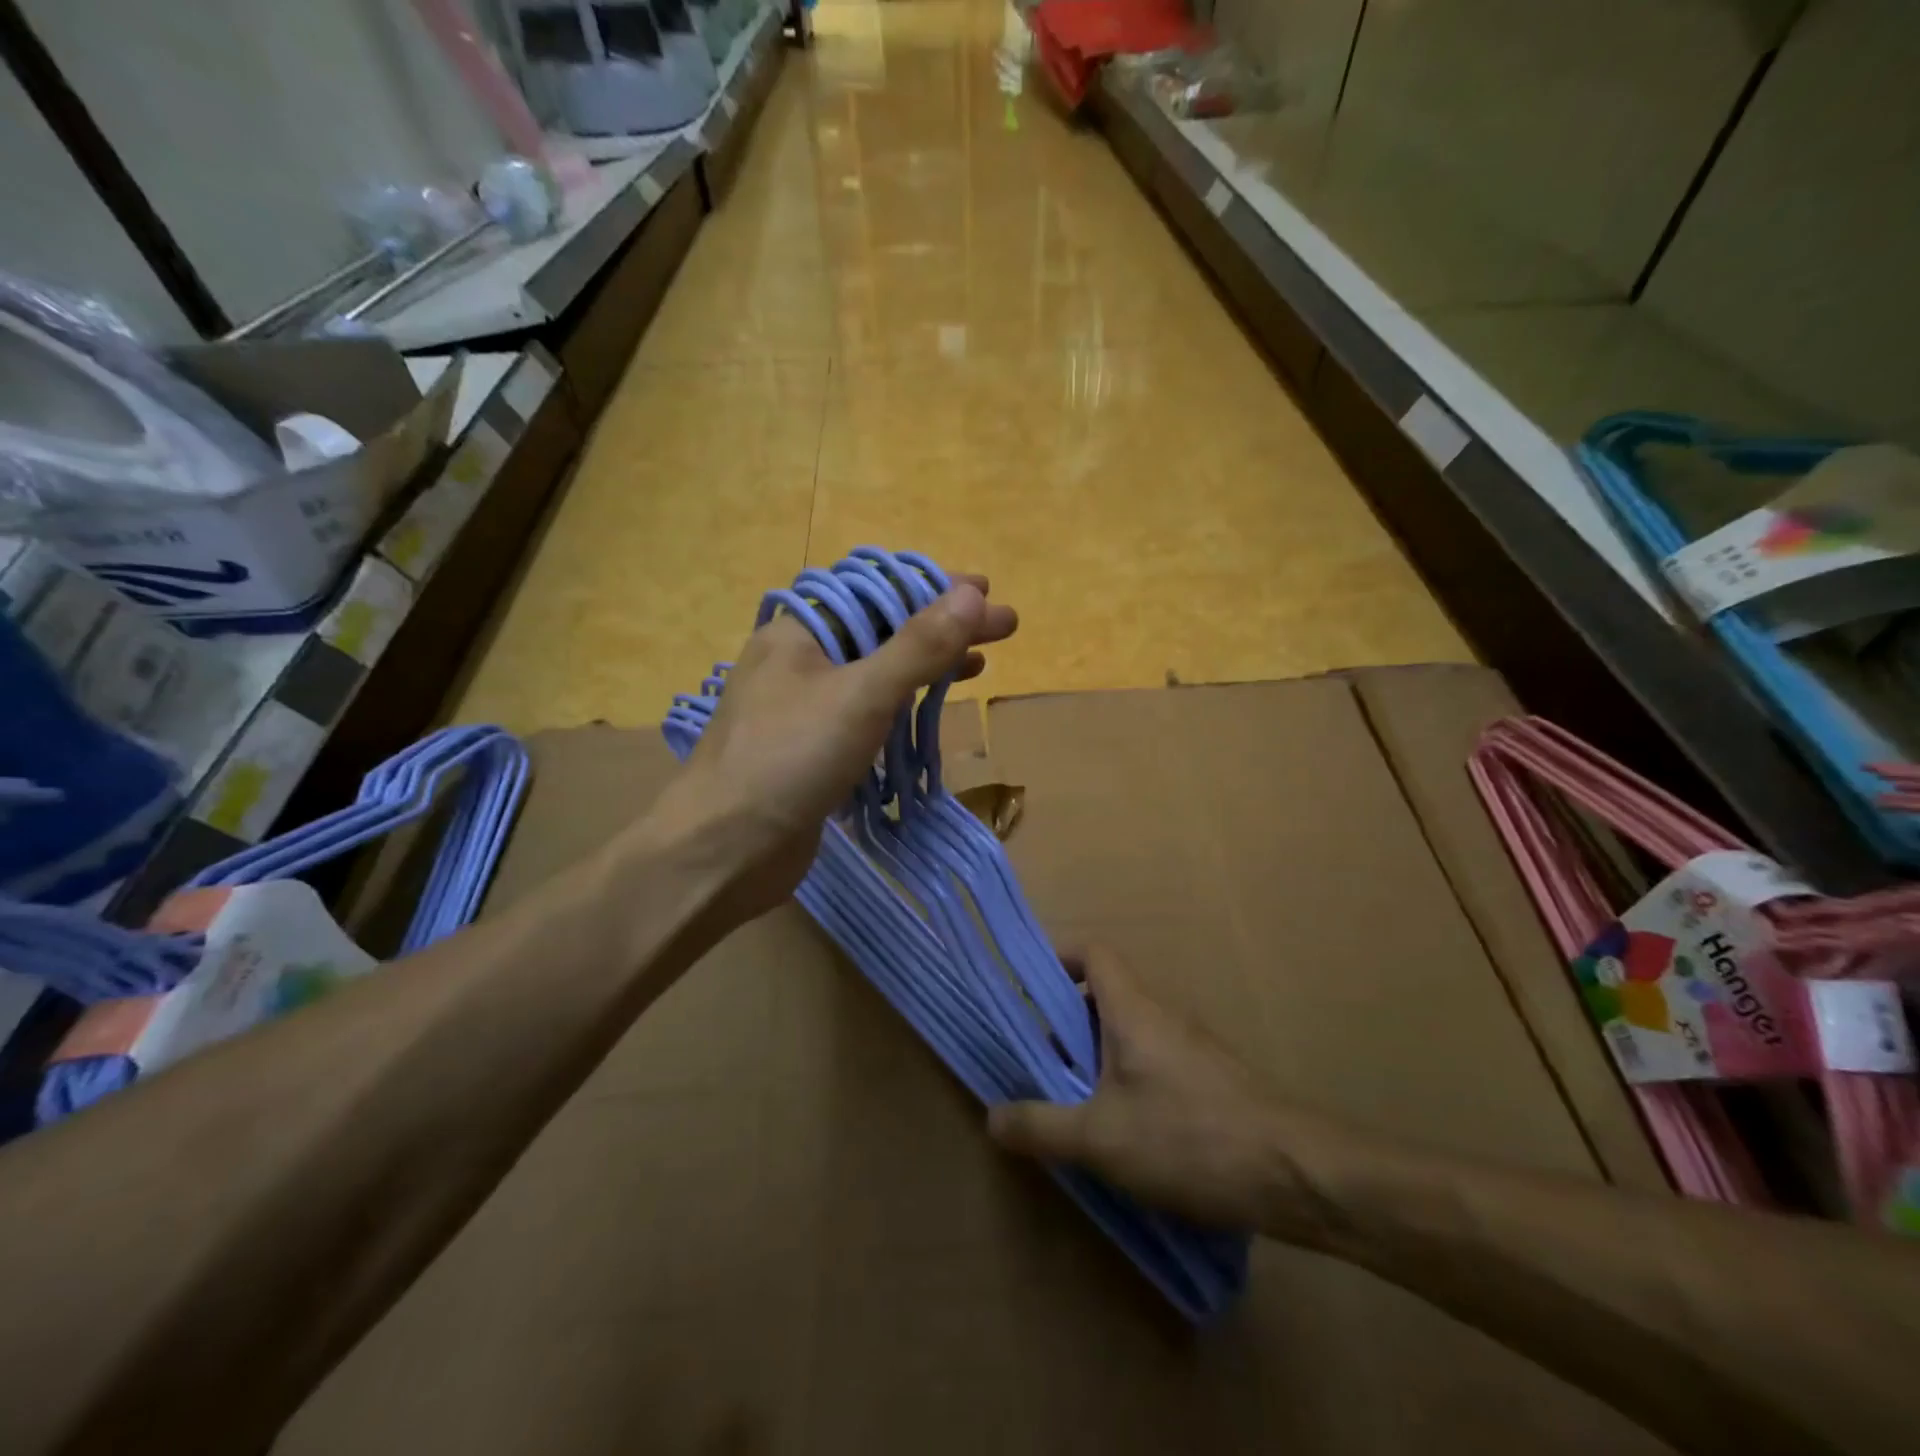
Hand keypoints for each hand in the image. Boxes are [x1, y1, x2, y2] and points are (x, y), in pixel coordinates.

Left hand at [647, 577, 1016, 924]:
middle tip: (1002, 630)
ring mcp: (803, 707)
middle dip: (942, 628)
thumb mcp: (862, 695)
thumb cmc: (788, 760)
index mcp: (801, 631)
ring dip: (926, 666)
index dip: (937, 588)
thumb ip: (919, 645)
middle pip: (882, 630)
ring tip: (979, 664)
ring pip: (876, 673)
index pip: (880, 592)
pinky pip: (866, 713)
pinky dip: (902, 705)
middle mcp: (800, 660)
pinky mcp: (811, 749)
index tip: (989, 592)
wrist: (722, 850)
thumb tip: (972, 594)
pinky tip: (929, 711)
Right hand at [989, 947, 1333, 1237]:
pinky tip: (1118, 1133)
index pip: (1092, 952)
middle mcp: (1161, 1015)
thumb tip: (992, 1117)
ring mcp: (1189, 1047)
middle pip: (1102, 995)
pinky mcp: (1208, 1081)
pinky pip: (1150, 1062)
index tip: (1024, 988)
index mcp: (1132, 1008)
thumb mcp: (1101, 1139)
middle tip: (1033, 1060)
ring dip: (1092, 1057)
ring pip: (1126, 1033)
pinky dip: (1123, 1081)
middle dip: (1062, 1022)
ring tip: (1065, 1101)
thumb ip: (1041, 1126)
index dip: (1056, 958)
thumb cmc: (1190, 1137)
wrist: (1297, 1173)